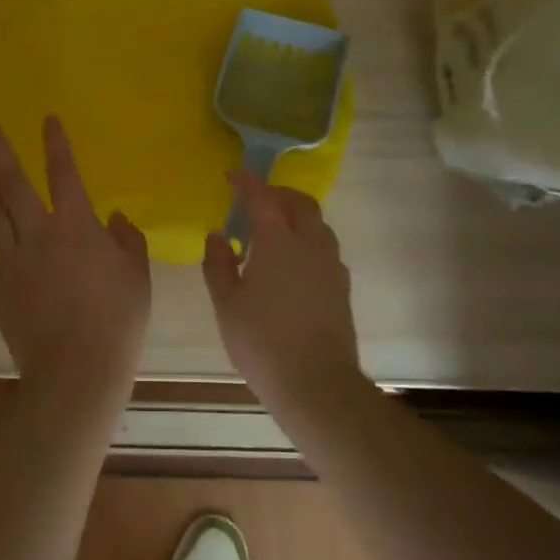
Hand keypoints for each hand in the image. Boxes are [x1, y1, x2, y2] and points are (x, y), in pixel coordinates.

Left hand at [0, 117, 149, 403]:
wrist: (77, 367)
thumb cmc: (117, 318)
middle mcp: (38, 234)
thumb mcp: (137, 274)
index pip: (64, 174)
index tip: (47, 120)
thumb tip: (117, 216)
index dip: (56, 144)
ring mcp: (13, 261)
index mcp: (76, 226)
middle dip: (1, 153)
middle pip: (15, 186)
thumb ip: (128, 239)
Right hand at [202, 173, 361, 408]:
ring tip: (271, 233)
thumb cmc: (262, 341)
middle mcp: (310, 244)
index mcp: (278, 242)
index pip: (262, 198)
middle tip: (255, 202)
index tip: (232, 176)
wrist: (316, 383)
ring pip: (317, 224)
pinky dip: (306, 241)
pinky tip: (290, 264)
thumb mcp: (227, 304)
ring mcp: (331, 265)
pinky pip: (323, 248)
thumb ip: (218, 264)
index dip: (246, 182)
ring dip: (295, 217)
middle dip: (277, 194)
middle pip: (300, 203)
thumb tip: (218, 236)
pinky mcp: (341, 287)